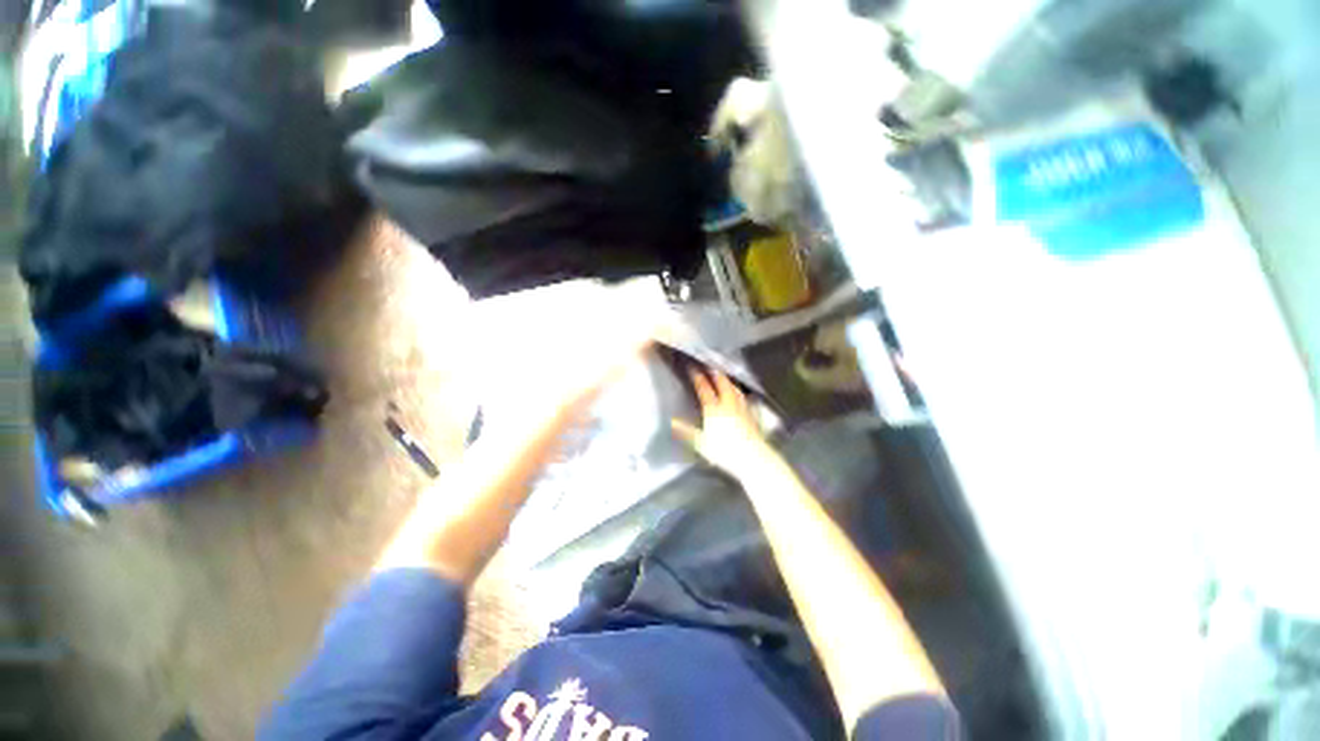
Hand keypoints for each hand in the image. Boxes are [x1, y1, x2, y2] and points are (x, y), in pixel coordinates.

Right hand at [672, 370, 773, 478]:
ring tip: (724, 377)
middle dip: (715, 374)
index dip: (698, 378)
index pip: (704, 389)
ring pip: (734, 390)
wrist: (751, 457)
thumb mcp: (701, 443)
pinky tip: (741, 395)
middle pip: (722, 384)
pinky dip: (739, 393)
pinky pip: (744, 399)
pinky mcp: (751, 416)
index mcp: (713, 409)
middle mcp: (728, 404)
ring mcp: (742, 409)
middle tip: (711, 367)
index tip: (693, 369)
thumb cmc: (724, 451)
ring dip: (728, 381)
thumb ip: (687, 431)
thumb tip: (673, 422)